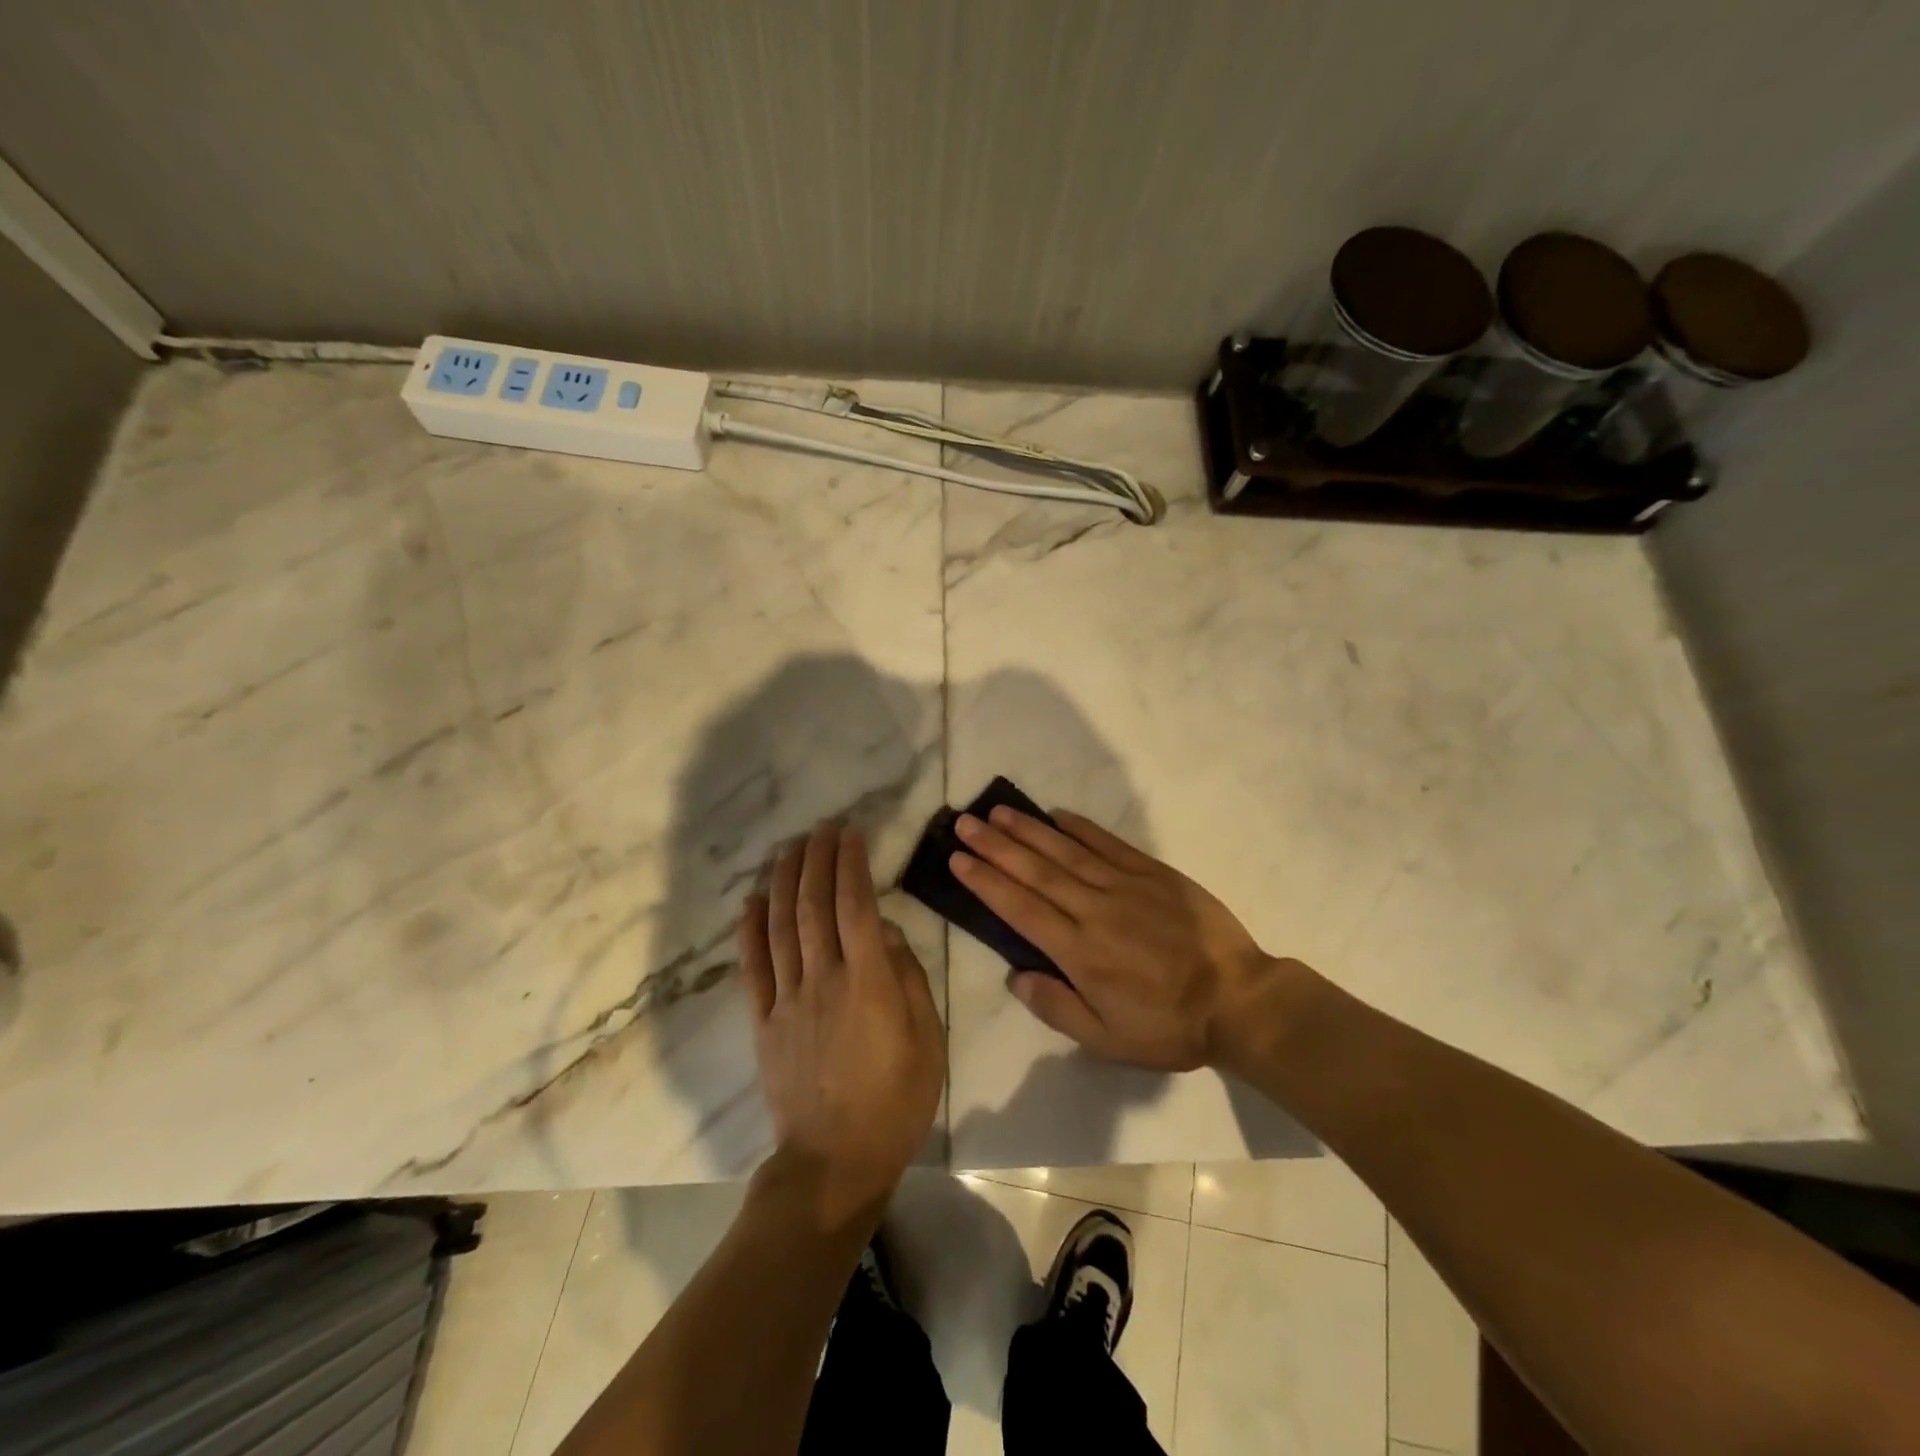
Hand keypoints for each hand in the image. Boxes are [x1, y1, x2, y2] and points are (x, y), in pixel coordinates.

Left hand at [741, 821, 944, 1228]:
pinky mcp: (763, 1021)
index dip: (851, 864)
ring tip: (789, 847)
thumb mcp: (927, 1039)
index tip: (852, 833)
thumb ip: (907, 977)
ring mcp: (788, 1000)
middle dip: (817, 860)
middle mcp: (823, 980)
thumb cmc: (896, 1100)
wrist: (835, 1162)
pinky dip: (751, 929)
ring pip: (782, 927)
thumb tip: (884, 929)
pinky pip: (753, 967)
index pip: (856, 906)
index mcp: (868, 983)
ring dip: (785, 881)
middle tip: (821, 827)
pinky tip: (753, 899)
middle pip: (815, 906)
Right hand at [951, 807, 1287, 1070]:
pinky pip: (1110, 845)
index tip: (958, 859)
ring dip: (1029, 830)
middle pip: (1036, 871)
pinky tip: (1058, 814)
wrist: (1239, 1001)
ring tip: (999, 811)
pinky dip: (1082, 828)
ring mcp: (1125, 886)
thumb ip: (1057, 1008)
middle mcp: (1094, 910)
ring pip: (1067, 852)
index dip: (986, 882)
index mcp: (1079, 952)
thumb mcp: (1108, 1040)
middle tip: (965, 822)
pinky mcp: (1154, 873)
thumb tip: (1015, 976)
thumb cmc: (1169, 1027)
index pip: (1021, 908)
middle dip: (996, 846)